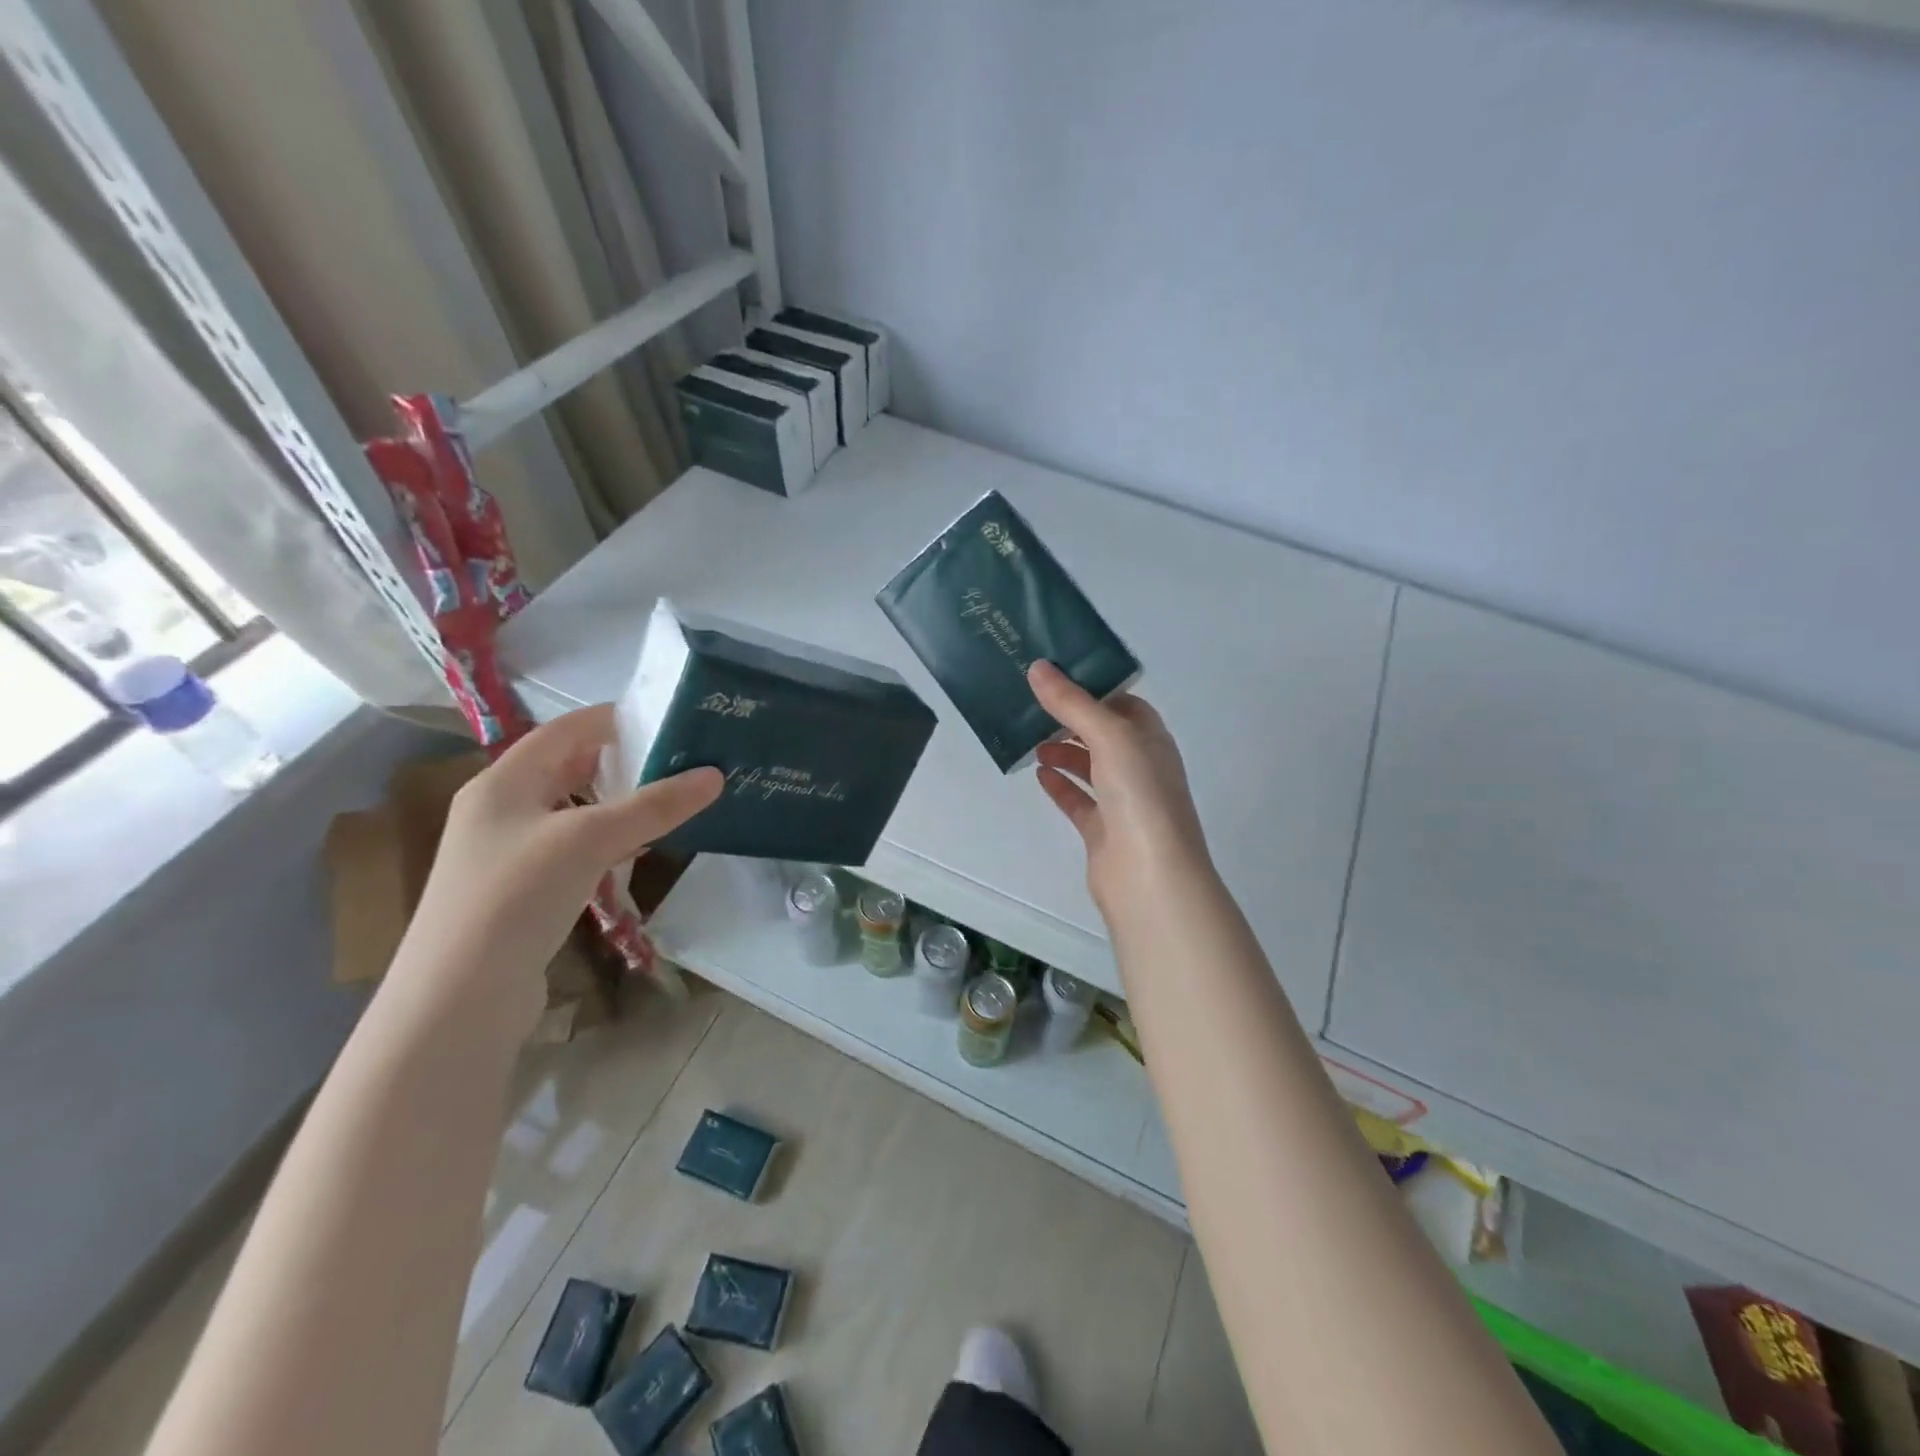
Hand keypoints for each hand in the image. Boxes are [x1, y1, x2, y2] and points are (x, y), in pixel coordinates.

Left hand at [396, 705, 722, 1022]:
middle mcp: (501, 810)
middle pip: (566, 768)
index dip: (611, 719)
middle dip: (621, 760)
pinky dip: (608, 841)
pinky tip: (639, 850)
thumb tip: (715, 775)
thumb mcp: (588, 840)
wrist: (459, 999)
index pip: (563, 731)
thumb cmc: (515, 897)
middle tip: (678, 757)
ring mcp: (509, 854)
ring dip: (617, 802)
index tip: (665, 716)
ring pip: (573, 811)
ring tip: (670, 798)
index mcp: (502, 782)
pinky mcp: (522, 892)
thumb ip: (653, 806)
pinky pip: (573, 849)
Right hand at [1027, 660, 1212, 923]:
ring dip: (1063, 751)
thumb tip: (1038, 667)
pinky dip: (1060, 785)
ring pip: (1090, 767)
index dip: (1093, 689)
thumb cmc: (1140, 796)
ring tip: (1031, 739)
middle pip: (1103, 734)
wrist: (1150, 876)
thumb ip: (1073, 703)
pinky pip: (1079, 801)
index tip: (1055, 677)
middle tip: (1032, 705)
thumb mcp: (1109, 737)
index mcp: (1151, 740)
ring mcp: (1123, 801)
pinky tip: (1038, 774)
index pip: (1123, 703)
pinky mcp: (1103, 831)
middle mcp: (1140, 767)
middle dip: (1071, 720)